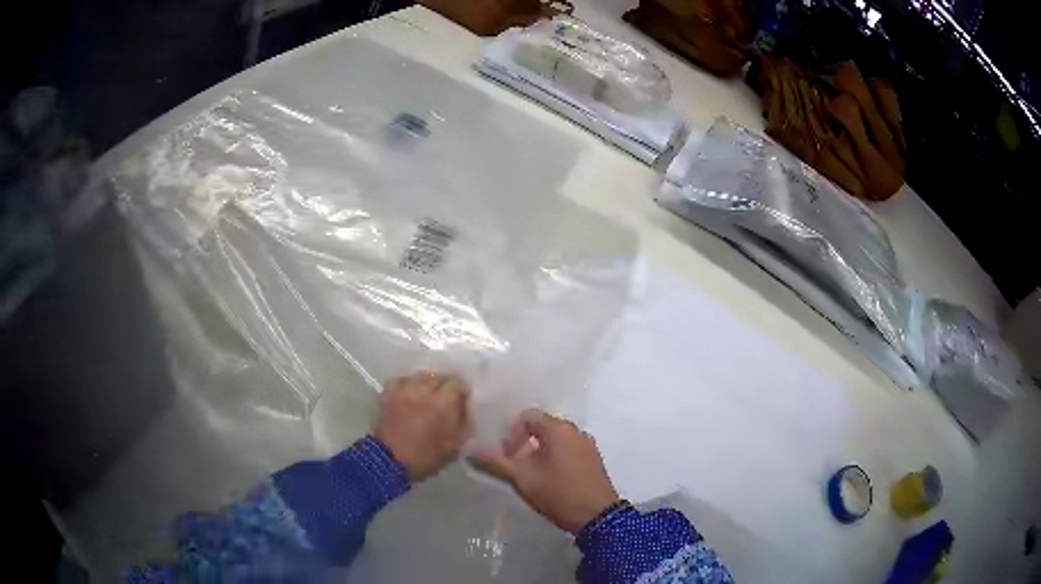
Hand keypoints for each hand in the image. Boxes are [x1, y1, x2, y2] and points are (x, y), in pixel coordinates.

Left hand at [375, 371, 470, 481]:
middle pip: (439, 376)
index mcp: (444, 402)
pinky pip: (401, 380)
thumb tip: (465, 408)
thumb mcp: (456, 445)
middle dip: (445, 385)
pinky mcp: (388, 394)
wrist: (390, 461)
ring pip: (420, 376)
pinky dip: (407, 384)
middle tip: (446, 397)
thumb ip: (464, 423)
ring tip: (428, 393)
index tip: (463, 399)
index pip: (457, 382)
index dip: (462, 390)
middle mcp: (424, 390)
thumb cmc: (427, 456)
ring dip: (427, 383)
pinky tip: (409, 393)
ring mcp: (404, 390)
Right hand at [470, 409, 619, 533]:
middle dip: (524, 444)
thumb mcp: (521, 477)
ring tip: (531, 476)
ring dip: (539, 453)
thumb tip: (469, 449)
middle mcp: (576, 430)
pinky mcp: (594, 461)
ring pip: (556, 441)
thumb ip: (494, 462)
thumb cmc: (558, 492)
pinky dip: (555, 460)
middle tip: (514, 466)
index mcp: (558, 428)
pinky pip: (569, 451)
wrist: (597, 517)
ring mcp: (588, 445)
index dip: (511, 433)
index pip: (527, 416)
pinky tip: (550, 480)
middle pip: (542, 427)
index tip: (506, 456)